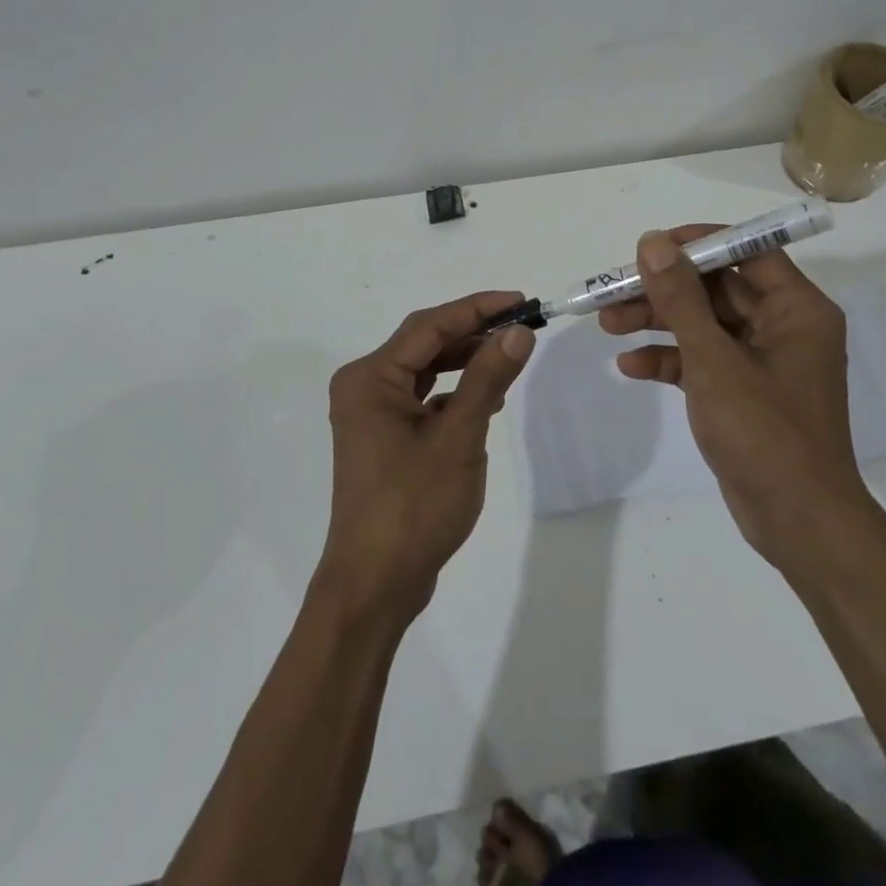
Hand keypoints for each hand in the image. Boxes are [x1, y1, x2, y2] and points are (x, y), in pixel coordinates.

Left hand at [317, 291, 535, 627]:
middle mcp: (364, 387)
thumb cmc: (414, 507)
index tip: (520, 300)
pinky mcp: (383, 438)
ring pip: (425, 370)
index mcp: (370, 378)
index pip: (429, 325)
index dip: (477, 309)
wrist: (375, 585)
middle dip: (473, 332)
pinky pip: (422, 398)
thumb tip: (519, 332)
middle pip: (425, 343)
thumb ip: (488, 379)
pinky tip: (486, 398)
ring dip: (465, 360)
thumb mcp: (458, 437)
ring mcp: (371, 414)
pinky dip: (454, 392)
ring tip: (509, 355)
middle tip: (521, 325)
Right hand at [599, 227, 865, 579]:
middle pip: (716, 288)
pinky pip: (702, 360)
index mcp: (796, 309)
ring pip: (704, 324)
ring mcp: (762, 361)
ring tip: (608, 325)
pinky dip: (669, 360)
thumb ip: (681, 298)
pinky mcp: (743, 392)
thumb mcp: (714, 360)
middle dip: (664, 290)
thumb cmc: (765, 433)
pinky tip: (631, 366)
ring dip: (658, 322)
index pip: (746, 251)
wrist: (799, 524)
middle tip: (614, 292)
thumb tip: (653, 241)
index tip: (650, 248)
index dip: (697, 244)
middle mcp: (783, 327)